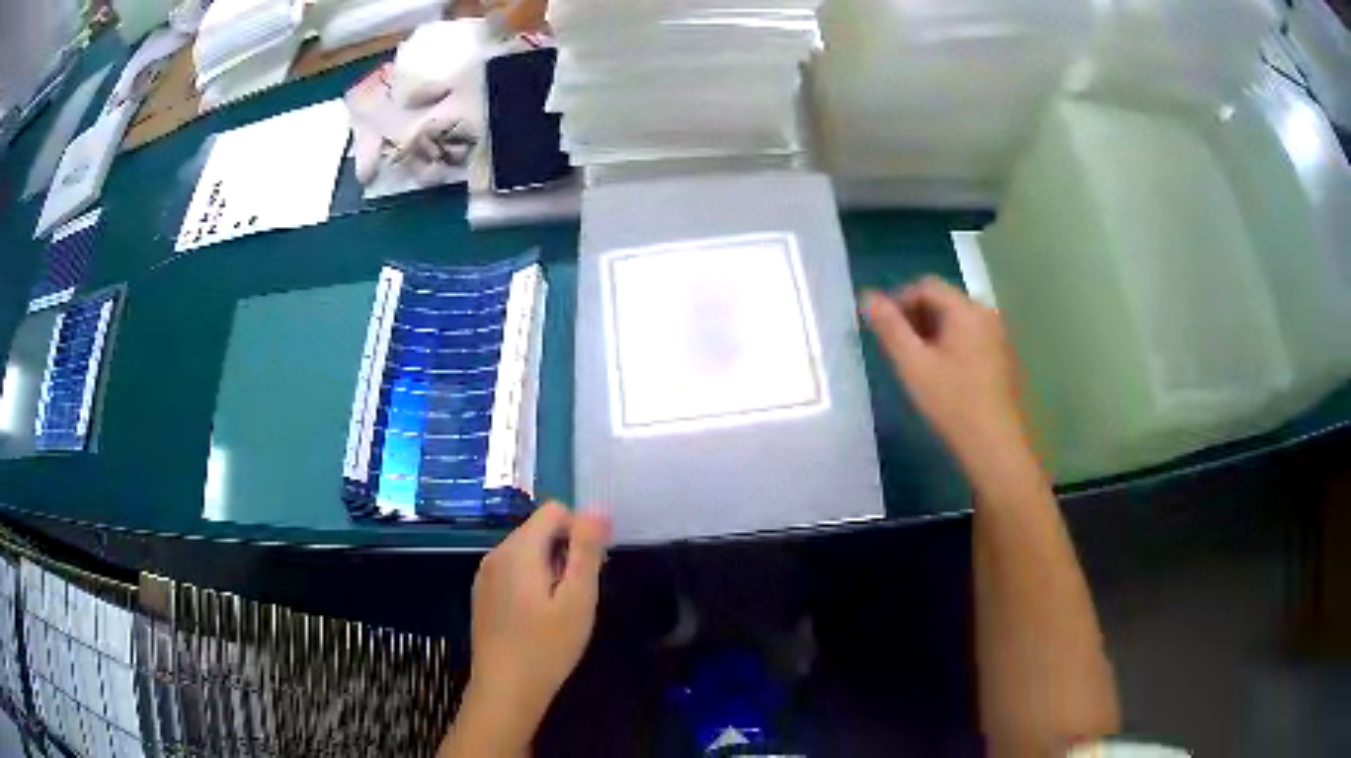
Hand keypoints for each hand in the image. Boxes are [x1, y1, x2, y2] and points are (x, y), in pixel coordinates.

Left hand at [447, 502, 610, 753]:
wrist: (504, 690)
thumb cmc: (547, 647)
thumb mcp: (577, 599)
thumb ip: (586, 550)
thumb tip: (597, 508)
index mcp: (518, 549)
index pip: (554, 511)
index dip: (580, 532)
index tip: (590, 570)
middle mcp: (496, 553)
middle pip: (539, 530)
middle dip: (565, 552)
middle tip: (578, 596)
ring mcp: (485, 575)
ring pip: (527, 551)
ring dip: (550, 569)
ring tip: (560, 610)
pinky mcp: (483, 594)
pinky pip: (513, 571)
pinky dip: (532, 583)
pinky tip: (539, 619)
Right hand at [863, 276, 1033, 477]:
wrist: (995, 445)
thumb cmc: (952, 402)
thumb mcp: (913, 364)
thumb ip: (889, 328)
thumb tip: (867, 297)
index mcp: (966, 309)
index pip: (926, 286)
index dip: (898, 299)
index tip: (880, 327)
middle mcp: (986, 314)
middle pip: (943, 300)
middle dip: (915, 316)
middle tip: (895, 346)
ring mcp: (998, 336)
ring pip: (957, 320)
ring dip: (931, 331)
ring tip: (915, 361)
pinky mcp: (1002, 358)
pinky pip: (970, 337)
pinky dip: (950, 344)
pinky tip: (941, 374)